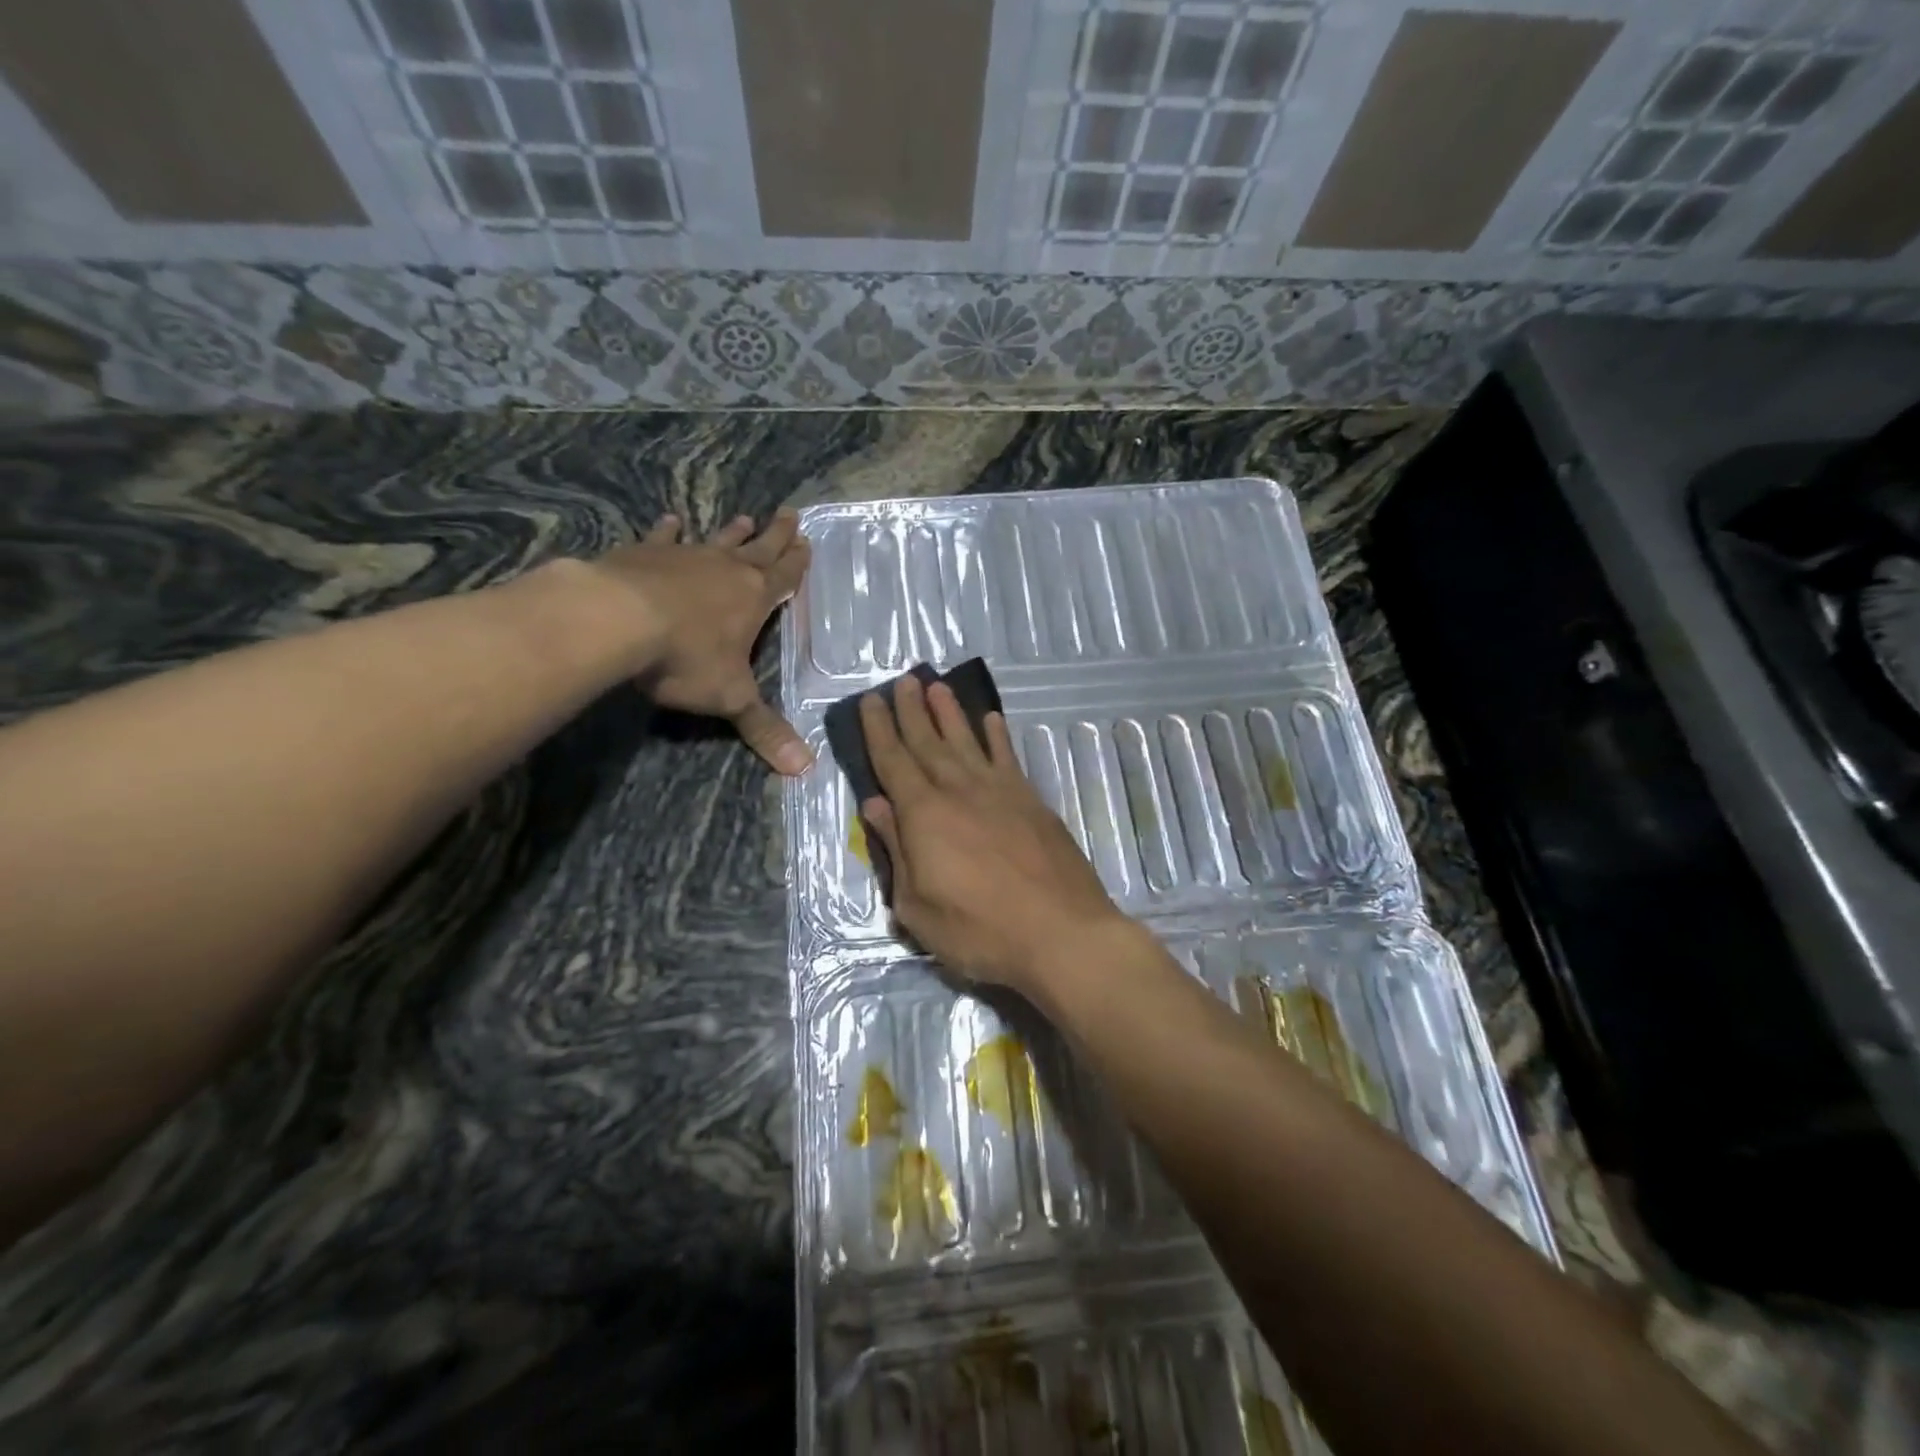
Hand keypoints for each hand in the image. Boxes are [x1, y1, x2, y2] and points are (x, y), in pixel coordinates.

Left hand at [589, 509, 812, 774]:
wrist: (618, 621)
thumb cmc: (686, 658)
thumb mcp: (731, 699)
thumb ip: (765, 730)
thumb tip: (805, 769)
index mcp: (754, 599)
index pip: (784, 577)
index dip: (797, 563)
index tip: (807, 541)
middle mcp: (725, 570)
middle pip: (758, 549)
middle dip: (776, 535)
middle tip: (789, 514)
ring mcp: (684, 558)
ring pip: (716, 541)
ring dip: (733, 532)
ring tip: (745, 517)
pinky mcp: (645, 554)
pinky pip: (662, 538)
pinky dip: (669, 530)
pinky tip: (672, 520)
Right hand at [859, 674, 1129, 994]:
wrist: (1061, 933)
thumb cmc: (980, 930)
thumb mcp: (917, 906)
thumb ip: (896, 851)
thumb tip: (875, 806)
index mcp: (924, 814)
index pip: (893, 762)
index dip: (879, 730)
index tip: (870, 700)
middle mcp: (959, 790)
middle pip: (927, 742)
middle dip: (911, 710)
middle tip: (903, 680)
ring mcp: (999, 791)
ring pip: (966, 741)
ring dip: (949, 713)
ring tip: (937, 686)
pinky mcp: (1031, 800)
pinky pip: (1008, 757)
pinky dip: (997, 736)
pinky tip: (991, 720)